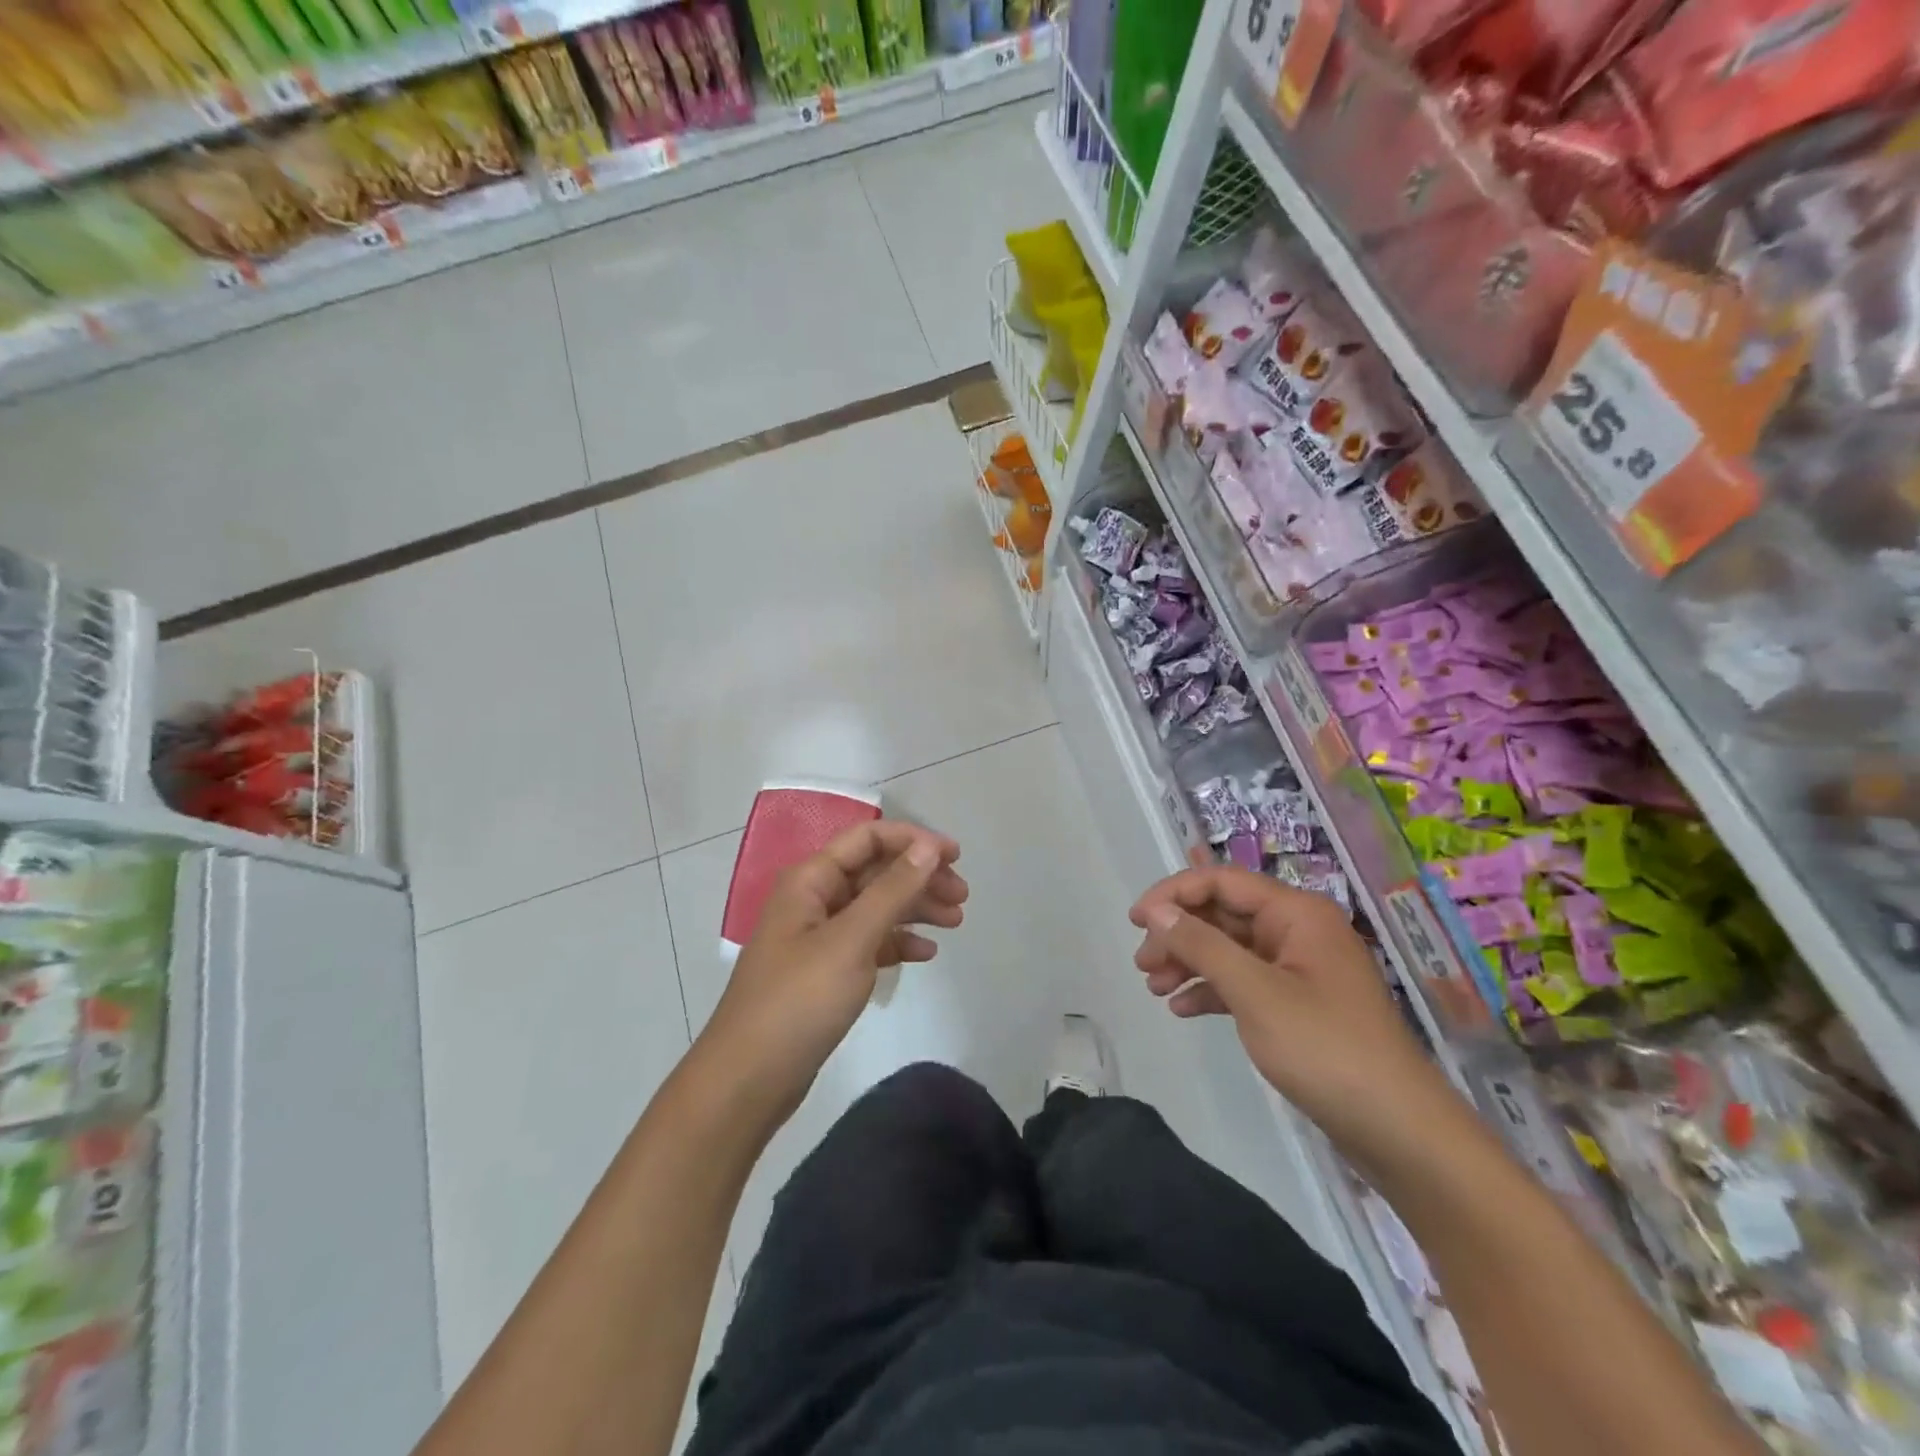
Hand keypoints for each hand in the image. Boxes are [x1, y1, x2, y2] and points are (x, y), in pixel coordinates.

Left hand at [700, 820, 966, 1121]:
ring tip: (956, 922)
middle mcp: (814, 899)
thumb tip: (928, 846)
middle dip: (919, 878)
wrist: (749, 1079)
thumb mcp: (851, 940)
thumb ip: (892, 890)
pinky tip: (926, 953)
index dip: (913, 840)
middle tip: (962, 896)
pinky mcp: (825, 971)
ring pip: (875, 907)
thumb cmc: (799, 1000)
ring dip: (915, 909)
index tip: (955, 856)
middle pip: (875, 872)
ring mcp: (818, 937)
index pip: (868, 838)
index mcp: (811, 880)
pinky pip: (869, 942)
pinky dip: (897, 942)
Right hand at [1131, 866, 1458, 1166]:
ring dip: (1189, 962)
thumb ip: (1202, 945)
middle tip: (1142, 963)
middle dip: (1179, 934)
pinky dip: (1211, 990)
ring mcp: (1299, 969)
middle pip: (1223, 914)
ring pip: (1230, 949)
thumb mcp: (1254, 992)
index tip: (1136, 921)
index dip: (1174, 894)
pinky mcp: (1297, 1005)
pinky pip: (1243, 982)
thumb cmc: (1325, 1049)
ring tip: (1153, 987)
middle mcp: (1298, 931)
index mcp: (1297, 913)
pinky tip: (1180, 1008)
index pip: (1223, 881)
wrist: (1398, 1131)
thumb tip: (1156, 911)